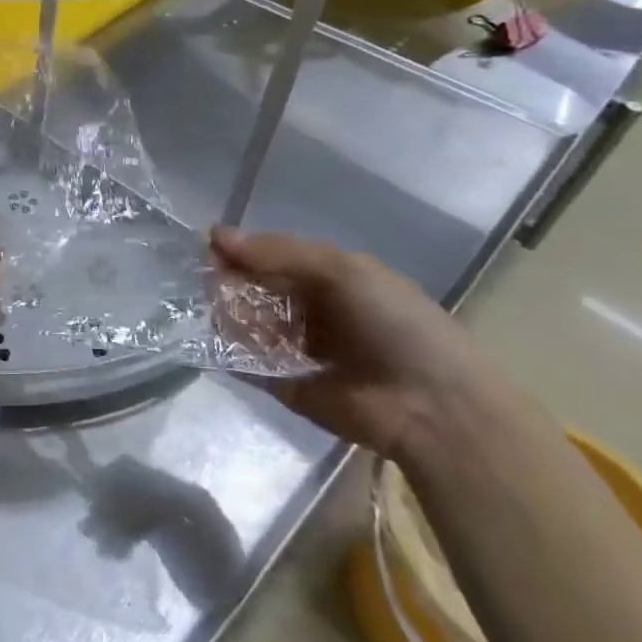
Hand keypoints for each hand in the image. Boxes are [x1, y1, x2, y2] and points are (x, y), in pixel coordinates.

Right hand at [210, 227, 493, 461]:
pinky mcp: (286, 386)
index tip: (210, 247)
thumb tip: (215, 235)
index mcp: (331, 279)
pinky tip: (218, 342)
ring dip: (230, 316)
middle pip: (256, 290)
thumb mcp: (341, 271)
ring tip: (220, 315)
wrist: (431, 407)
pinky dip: (229, 353)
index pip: (274, 257)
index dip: (243, 250)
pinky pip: (248, 365)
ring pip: (248, 325)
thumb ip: (278, 252)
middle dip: (231, 283)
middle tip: (212, 284)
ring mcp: (297, 350)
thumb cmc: (393, 324)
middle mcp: (312, 312)